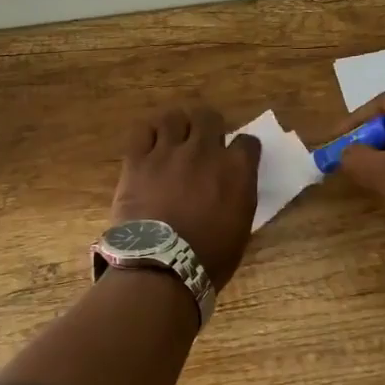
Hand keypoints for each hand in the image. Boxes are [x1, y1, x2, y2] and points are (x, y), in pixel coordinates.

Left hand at [110, 106, 260, 290]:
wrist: (160, 267)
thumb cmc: (208, 257)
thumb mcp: (241, 227)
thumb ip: (239, 194)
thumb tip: (234, 183)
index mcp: (235, 169)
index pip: (247, 141)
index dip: (242, 149)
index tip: (237, 157)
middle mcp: (204, 151)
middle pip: (208, 117)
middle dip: (209, 126)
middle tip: (203, 142)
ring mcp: (168, 152)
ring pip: (174, 118)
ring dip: (177, 127)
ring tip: (174, 140)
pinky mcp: (137, 160)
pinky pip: (142, 131)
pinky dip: (148, 134)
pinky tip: (150, 145)